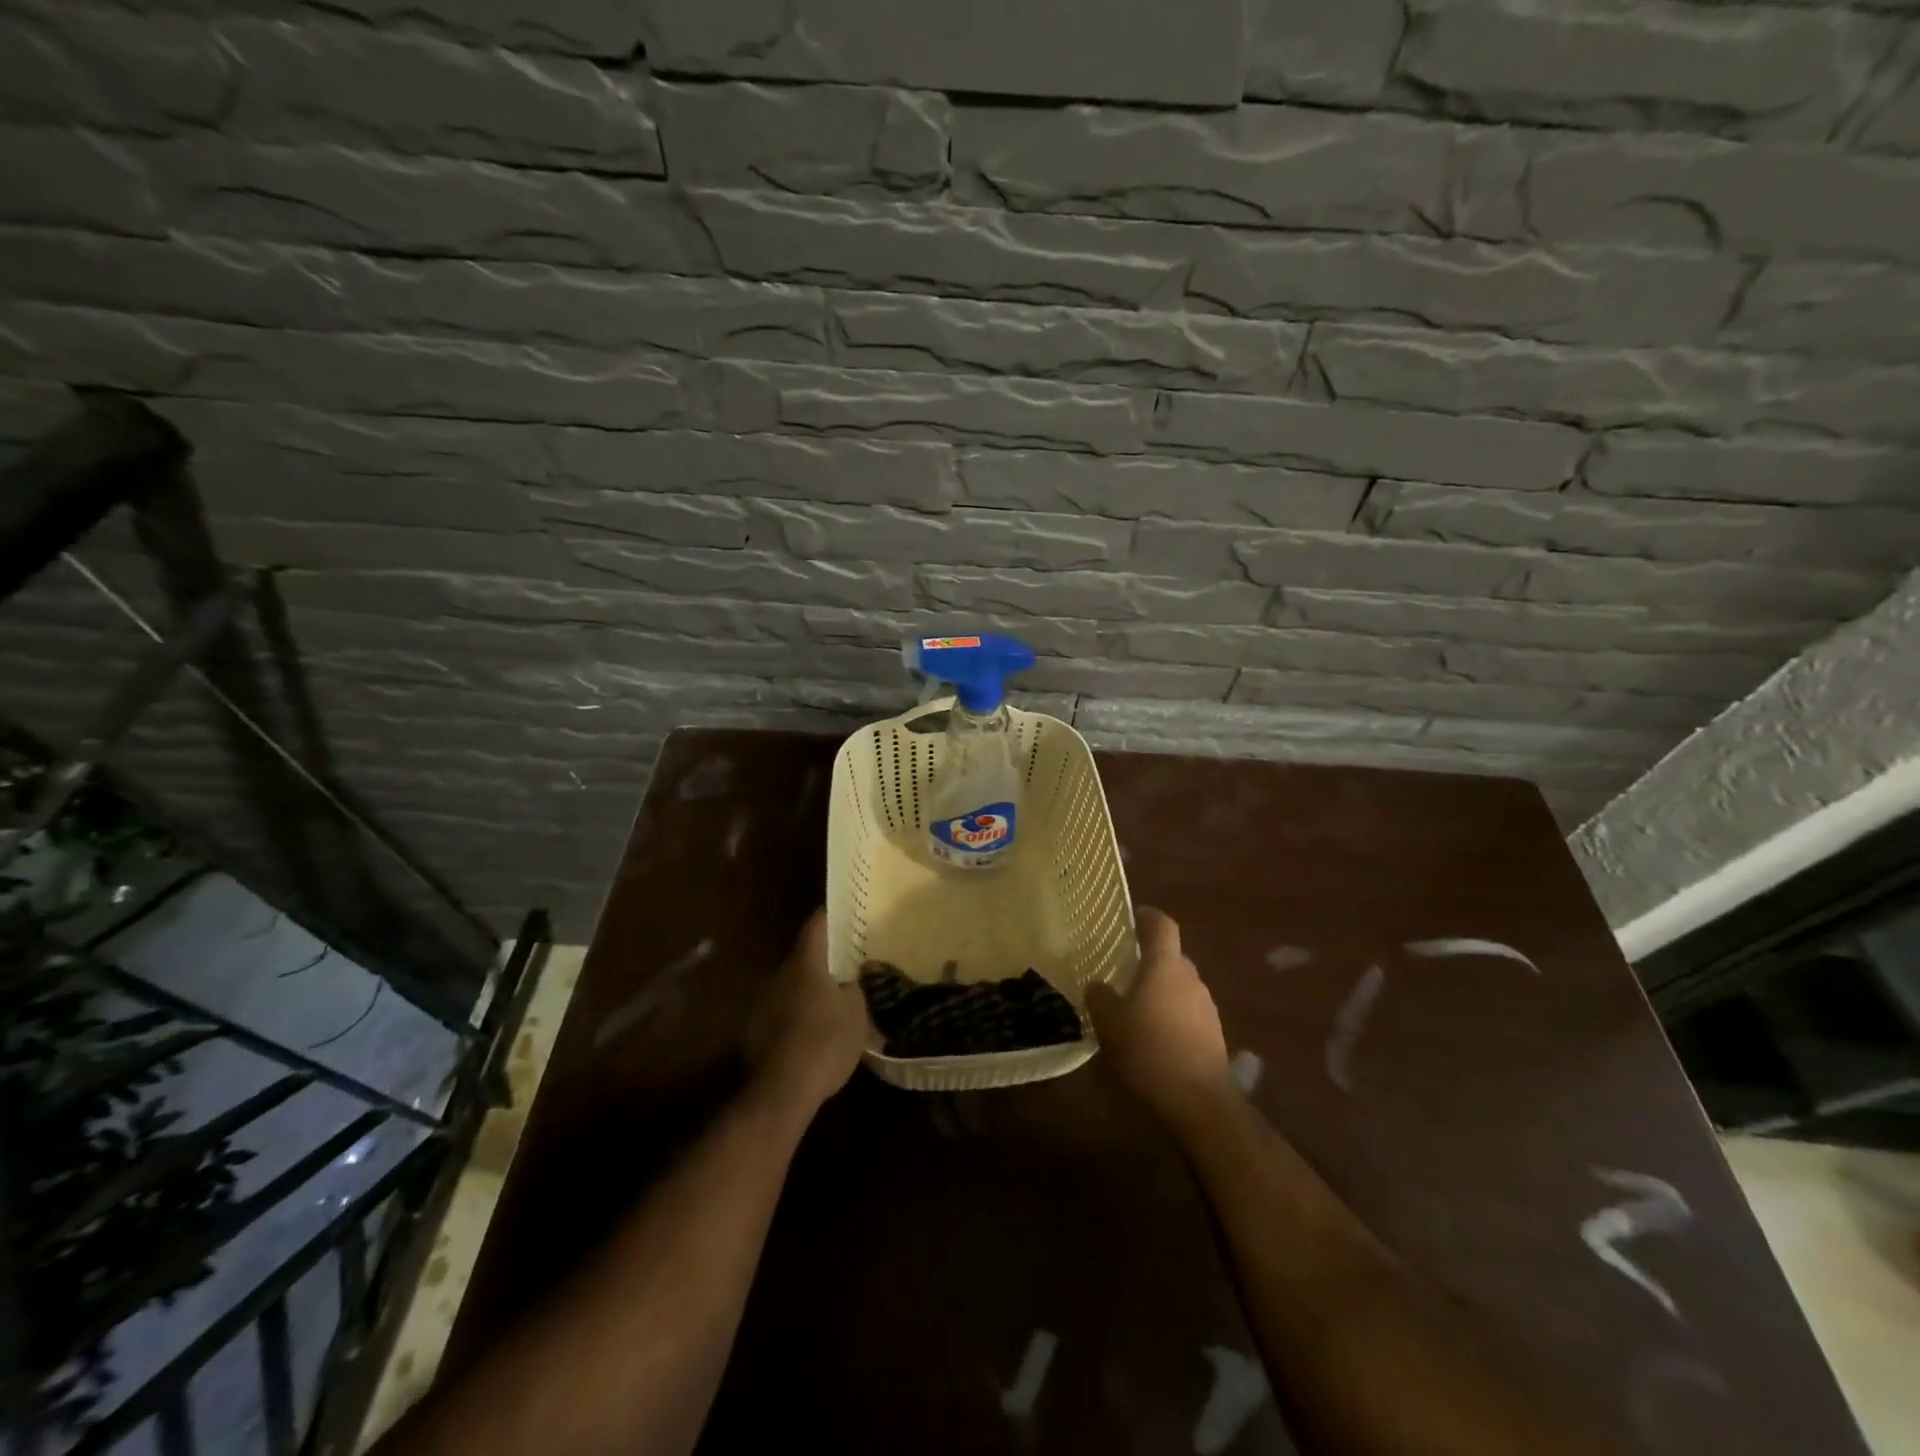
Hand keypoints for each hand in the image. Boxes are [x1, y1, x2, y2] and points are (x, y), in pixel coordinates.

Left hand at [747, 909, 870, 1112]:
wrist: (782, 1090)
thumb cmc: (826, 1042)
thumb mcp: (856, 1013)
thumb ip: (853, 989)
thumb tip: (847, 982)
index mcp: (805, 964)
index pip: (815, 927)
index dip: (828, 917)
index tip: (839, 911)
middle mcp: (779, 975)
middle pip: (802, 958)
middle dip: (821, 961)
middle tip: (843, 966)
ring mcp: (762, 1003)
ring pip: (790, 986)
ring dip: (807, 991)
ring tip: (829, 1003)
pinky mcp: (755, 1031)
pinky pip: (781, 1012)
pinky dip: (795, 1016)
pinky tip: (810, 1033)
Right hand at [1087, 908, 1229, 1128]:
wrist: (1199, 1100)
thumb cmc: (1149, 1050)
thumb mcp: (1109, 1023)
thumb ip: (1100, 997)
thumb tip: (1097, 984)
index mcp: (1164, 965)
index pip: (1161, 924)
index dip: (1146, 917)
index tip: (1130, 918)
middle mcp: (1190, 977)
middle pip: (1170, 956)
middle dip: (1148, 961)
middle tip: (1121, 972)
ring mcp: (1206, 1005)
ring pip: (1179, 985)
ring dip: (1160, 990)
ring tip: (1135, 1010)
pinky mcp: (1214, 1033)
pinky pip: (1187, 1011)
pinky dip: (1171, 1015)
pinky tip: (1154, 1037)